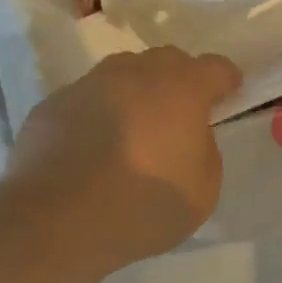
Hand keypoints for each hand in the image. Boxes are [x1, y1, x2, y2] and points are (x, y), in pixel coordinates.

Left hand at [5, 47, 241, 271]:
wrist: (56, 221)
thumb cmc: (143, 206)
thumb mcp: (203, 190)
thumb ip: (205, 152)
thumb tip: (189, 137)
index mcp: (181, 90)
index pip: (215, 68)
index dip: (226, 79)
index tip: (230, 93)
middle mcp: (134, 74)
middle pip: (166, 61)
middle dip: (179, 80)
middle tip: (180, 113)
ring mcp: (88, 85)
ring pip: (121, 74)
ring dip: (135, 92)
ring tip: (134, 128)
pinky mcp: (51, 105)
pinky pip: (86, 100)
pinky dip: (97, 114)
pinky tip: (92, 148)